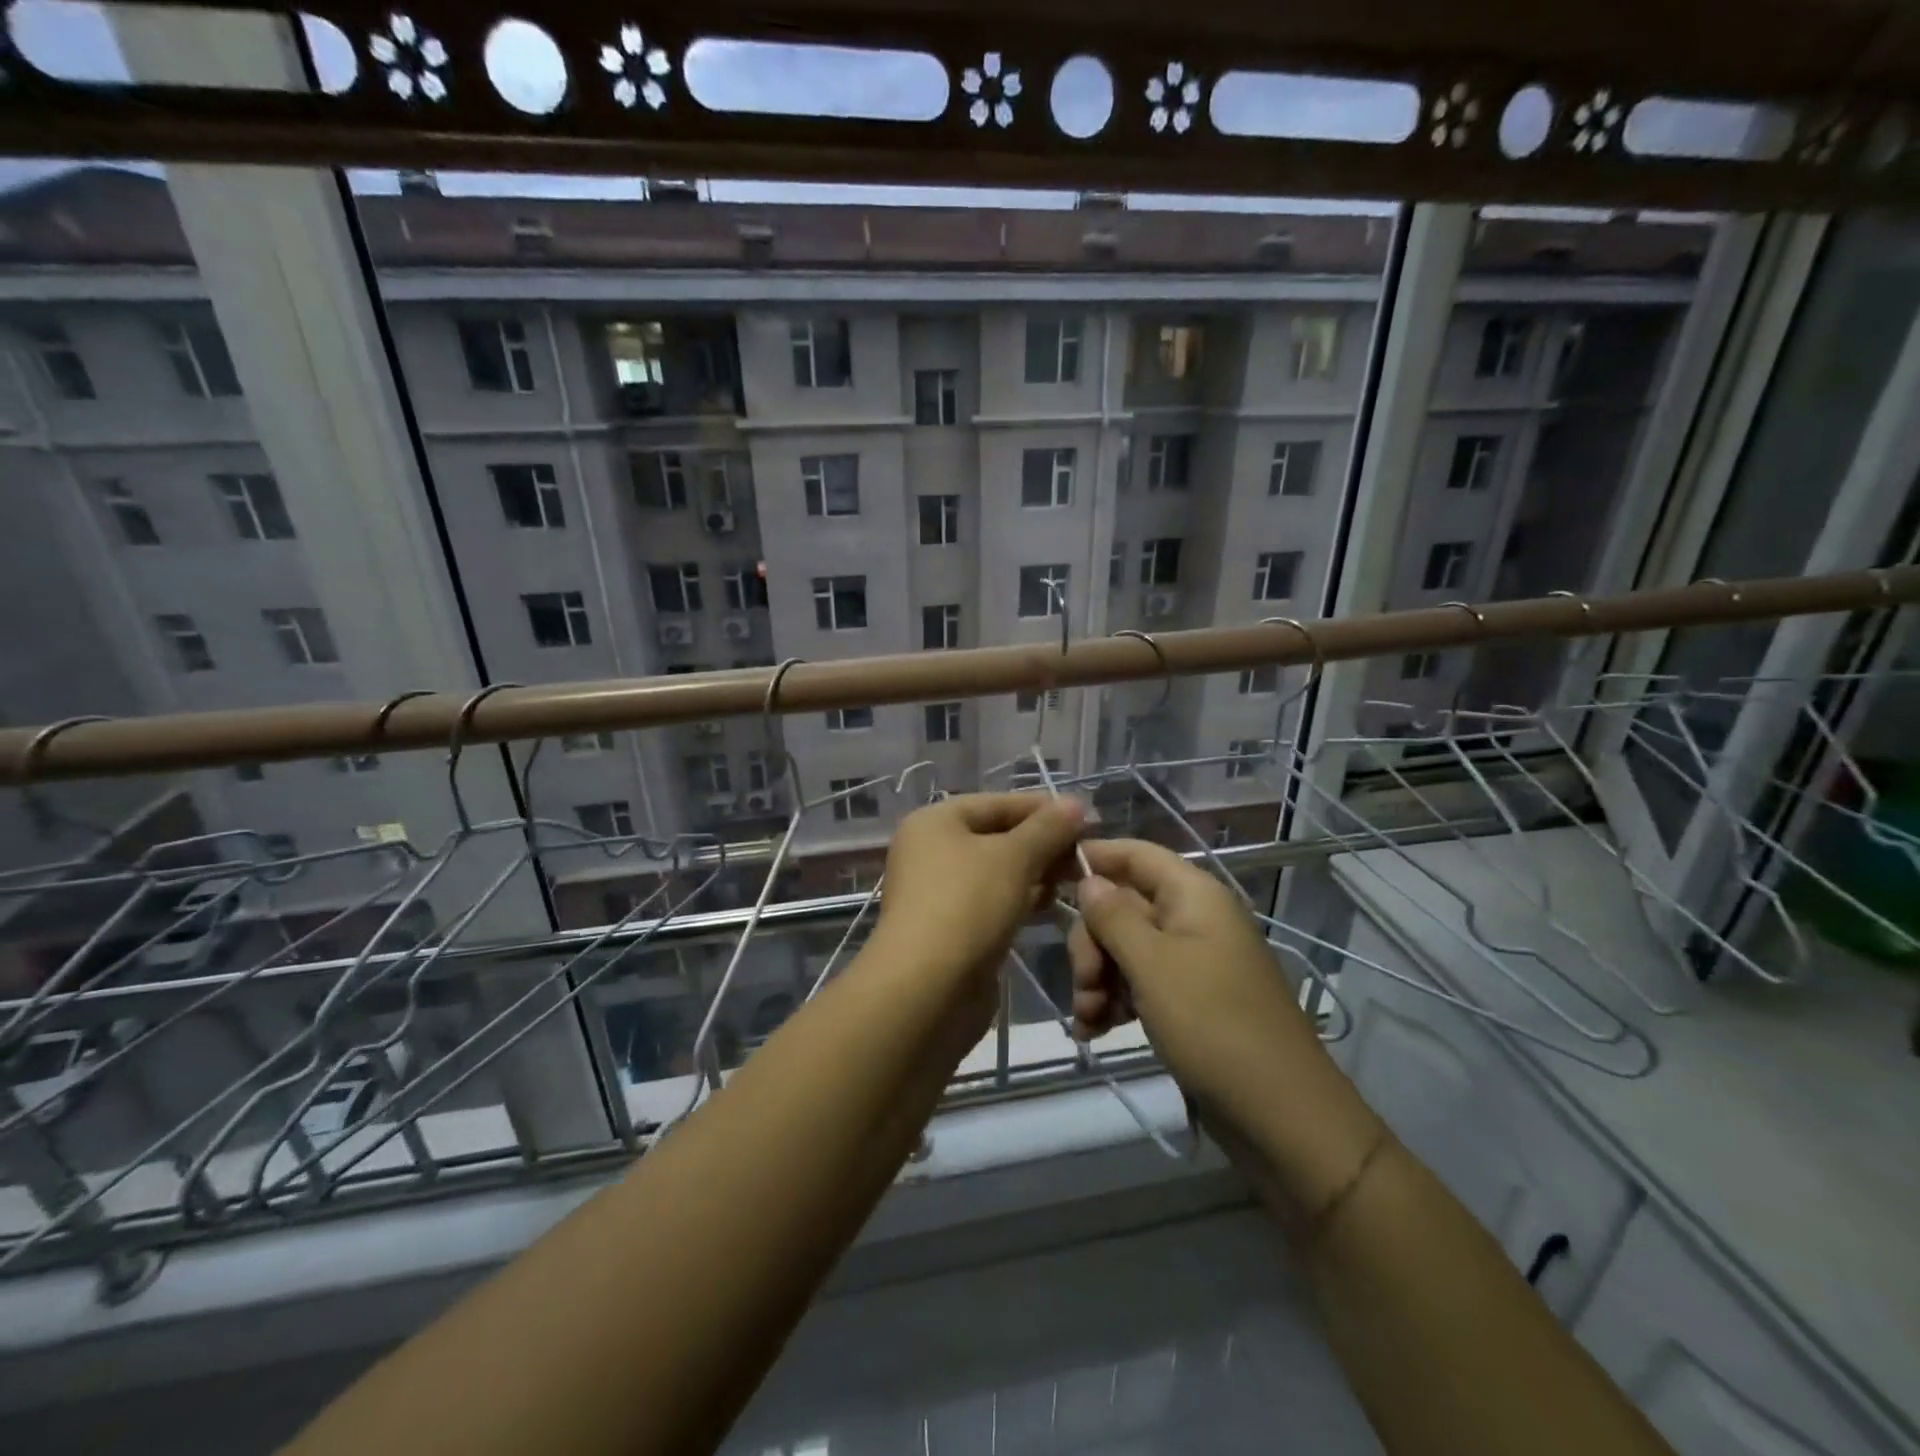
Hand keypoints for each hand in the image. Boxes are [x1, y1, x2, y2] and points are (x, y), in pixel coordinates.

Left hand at [873, 793, 1086, 984]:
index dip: (1044, 808)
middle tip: (1088, 853)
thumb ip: (1047, 828)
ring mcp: (940, 891)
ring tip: (1078, 878)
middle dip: (1043, 843)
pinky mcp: (952, 927)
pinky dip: (1021, 899)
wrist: (927, 989)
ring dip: (1036, 873)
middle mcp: (932, 850)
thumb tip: (1077, 804)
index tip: (1089, 819)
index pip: (998, 803)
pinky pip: (993, 901)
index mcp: (935, 822)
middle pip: (998, 836)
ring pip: (998, 871)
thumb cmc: (967, 906)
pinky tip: (1052, 904)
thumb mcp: (1013, 858)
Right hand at [1067, 838, 1322, 1111]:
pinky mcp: (1190, 1000)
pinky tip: (1096, 1030)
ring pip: (1126, 948)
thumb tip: (1089, 879)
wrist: (1281, 1116)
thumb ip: (1114, 916)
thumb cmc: (1213, 1025)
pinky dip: (1115, 999)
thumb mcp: (1153, 965)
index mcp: (1194, 895)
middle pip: (1123, 905)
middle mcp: (1193, 919)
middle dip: (1092, 942)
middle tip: (1084, 984)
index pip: (1136, 854)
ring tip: (1088, 1020)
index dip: (1094, 858)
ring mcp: (1192, 961)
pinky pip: (1140, 982)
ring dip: (1098, 978)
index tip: (1049, 878)